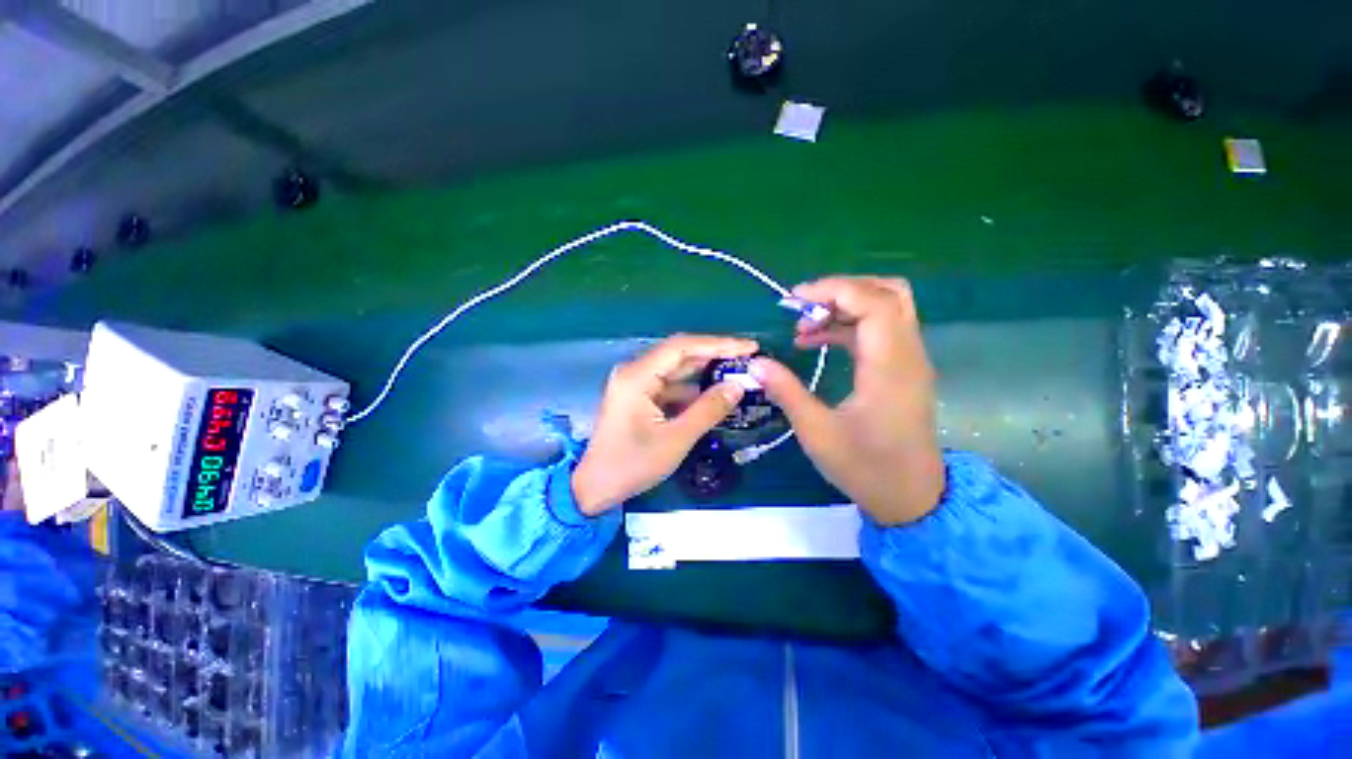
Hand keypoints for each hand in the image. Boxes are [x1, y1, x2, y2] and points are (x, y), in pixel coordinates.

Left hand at [572, 334, 757, 515]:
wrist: (595, 487)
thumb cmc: (632, 465)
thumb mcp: (675, 439)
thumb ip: (708, 410)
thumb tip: (737, 386)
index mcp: (637, 376)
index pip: (682, 347)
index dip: (718, 344)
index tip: (749, 347)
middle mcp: (635, 371)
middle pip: (680, 354)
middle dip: (715, 355)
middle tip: (749, 358)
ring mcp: (636, 383)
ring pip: (677, 369)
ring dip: (706, 371)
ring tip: (738, 373)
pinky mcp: (640, 396)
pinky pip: (671, 385)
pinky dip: (693, 389)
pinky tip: (715, 393)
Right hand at [751, 277, 943, 524]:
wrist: (912, 498)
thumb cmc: (866, 468)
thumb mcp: (817, 432)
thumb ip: (786, 392)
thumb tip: (755, 364)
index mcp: (889, 367)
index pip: (874, 302)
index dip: (833, 290)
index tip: (793, 300)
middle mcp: (907, 355)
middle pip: (887, 293)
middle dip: (841, 291)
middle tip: (802, 308)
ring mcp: (909, 361)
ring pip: (885, 308)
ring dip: (844, 307)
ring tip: (804, 328)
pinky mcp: (903, 370)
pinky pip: (880, 330)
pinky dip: (849, 326)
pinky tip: (818, 341)